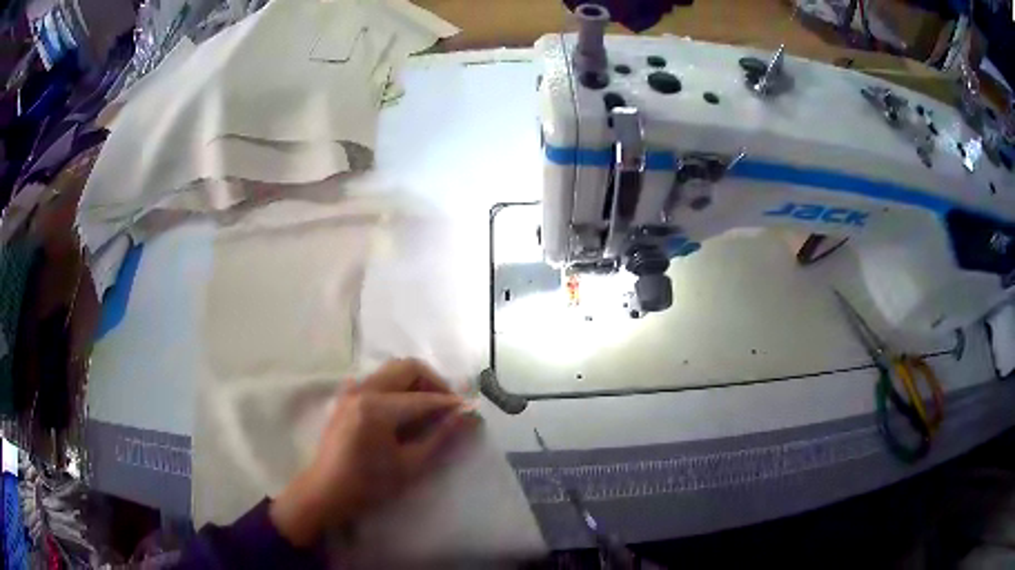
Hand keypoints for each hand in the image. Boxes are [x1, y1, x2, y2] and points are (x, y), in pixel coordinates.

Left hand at [269, 359, 479, 546]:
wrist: (327, 490)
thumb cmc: (369, 484)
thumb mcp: (410, 465)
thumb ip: (441, 437)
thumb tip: (469, 415)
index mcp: (376, 408)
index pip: (424, 398)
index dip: (450, 404)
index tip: (471, 411)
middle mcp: (363, 389)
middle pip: (408, 367)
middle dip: (434, 383)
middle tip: (449, 407)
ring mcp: (352, 389)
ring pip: (393, 370)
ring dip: (416, 383)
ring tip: (430, 409)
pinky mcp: (347, 395)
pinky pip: (379, 378)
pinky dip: (398, 387)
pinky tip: (405, 411)